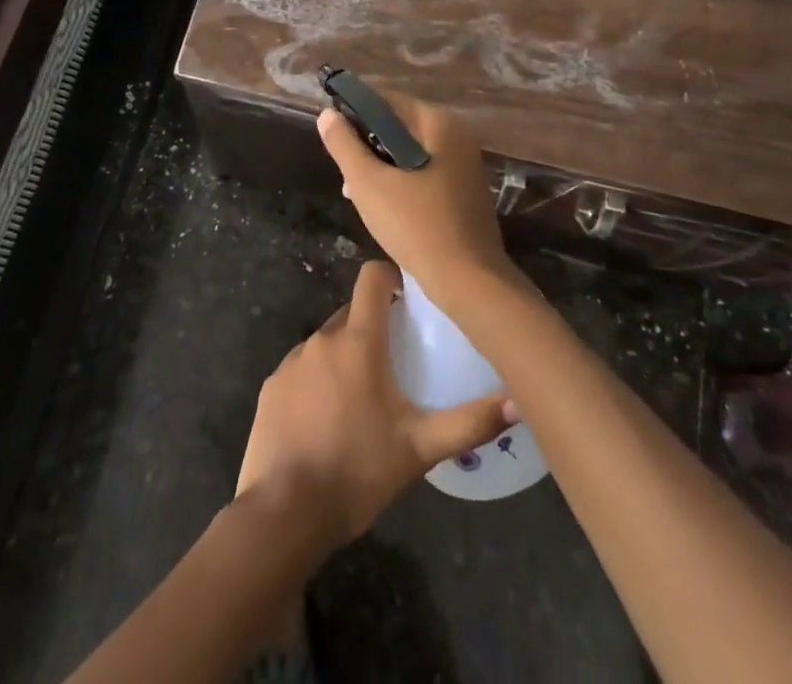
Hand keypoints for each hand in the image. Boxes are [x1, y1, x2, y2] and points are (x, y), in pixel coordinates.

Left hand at [236, 260, 510, 548]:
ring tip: (361, 402)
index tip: (408, 300)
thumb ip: (470, 422)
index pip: (372, 277)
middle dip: (373, 328)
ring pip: (327, 344)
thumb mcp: (421, 449)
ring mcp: (292, 361)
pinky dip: (317, 383)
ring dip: (345, 359)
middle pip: (352, 313)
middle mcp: (323, 339)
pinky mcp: (271, 386)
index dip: (391, 278)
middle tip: (395, 365)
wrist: (285, 513)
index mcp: (359, 341)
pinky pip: (302, 371)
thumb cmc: (358, 471)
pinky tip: (325, 423)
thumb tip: (520, 402)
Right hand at [316, 96, 513, 304]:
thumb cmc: (416, 226)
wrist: (468, 281)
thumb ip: (345, 146)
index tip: (334, 136)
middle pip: (400, 126)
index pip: (388, 100)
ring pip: (410, 153)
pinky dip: (402, 182)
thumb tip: (328, 114)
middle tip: (345, 173)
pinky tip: (384, 207)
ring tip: (356, 193)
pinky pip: (425, 174)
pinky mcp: (464, 191)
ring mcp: (464, 165)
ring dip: (382, 167)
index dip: (356, 113)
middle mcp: (457, 136)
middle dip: (368, 145)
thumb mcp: (369, 184)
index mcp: (439, 124)